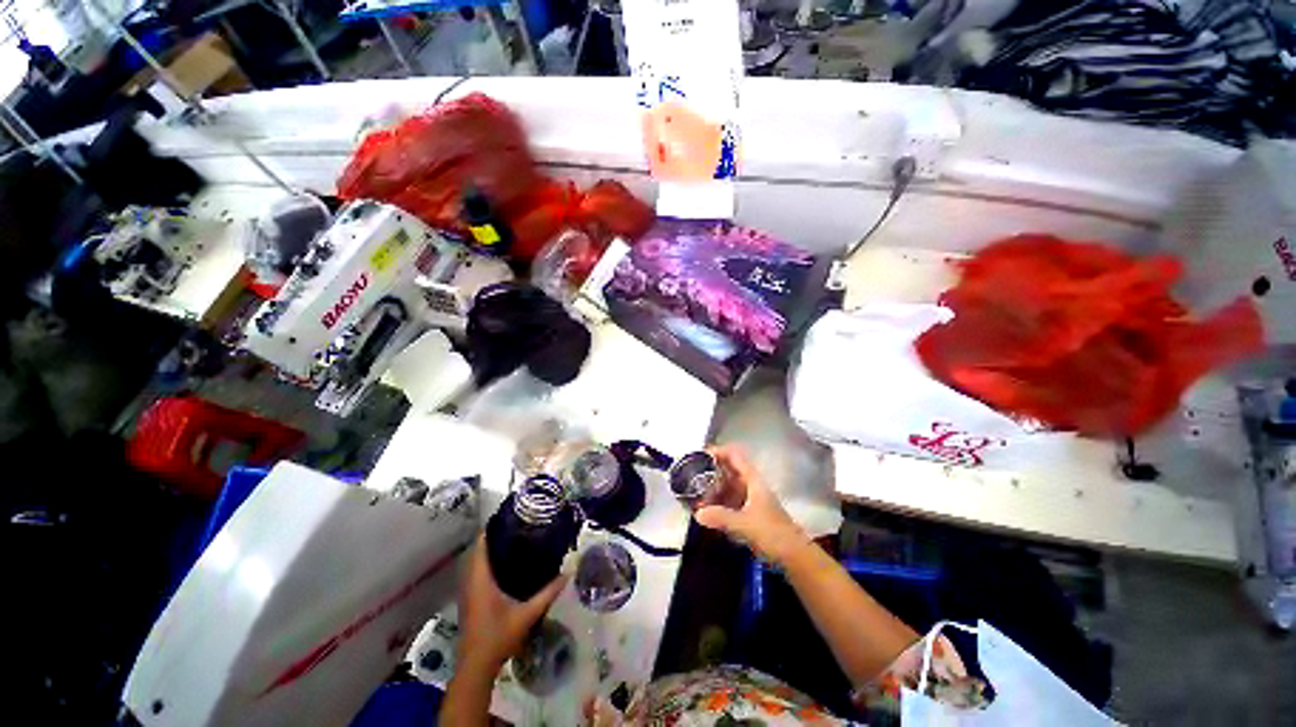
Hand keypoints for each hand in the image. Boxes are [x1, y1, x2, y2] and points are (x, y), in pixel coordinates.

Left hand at [456, 535, 567, 675]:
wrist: (476, 667)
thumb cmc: (499, 637)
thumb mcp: (527, 614)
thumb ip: (548, 593)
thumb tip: (568, 573)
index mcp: (481, 579)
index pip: (481, 545)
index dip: (491, 528)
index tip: (509, 516)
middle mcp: (471, 581)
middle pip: (479, 551)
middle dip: (495, 537)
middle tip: (518, 526)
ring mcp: (469, 592)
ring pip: (477, 562)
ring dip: (491, 550)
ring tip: (515, 539)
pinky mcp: (471, 600)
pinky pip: (478, 573)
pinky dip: (489, 563)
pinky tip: (507, 565)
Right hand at [694, 445, 809, 564]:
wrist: (795, 557)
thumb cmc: (773, 534)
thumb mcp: (745, 524)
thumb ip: (721, 517)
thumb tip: (698, 513)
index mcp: (753, 480)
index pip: (734, 455)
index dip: (718, 451)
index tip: (700, 456)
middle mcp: (751, 485)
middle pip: (729, 469)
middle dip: (711, 470)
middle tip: (692, 475)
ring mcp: (751, 499)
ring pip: (729, 485)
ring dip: (713, 487)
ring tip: (695, 492)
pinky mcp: (750, 513)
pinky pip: (730, 500)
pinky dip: (718, 501)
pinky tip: (707, 510)